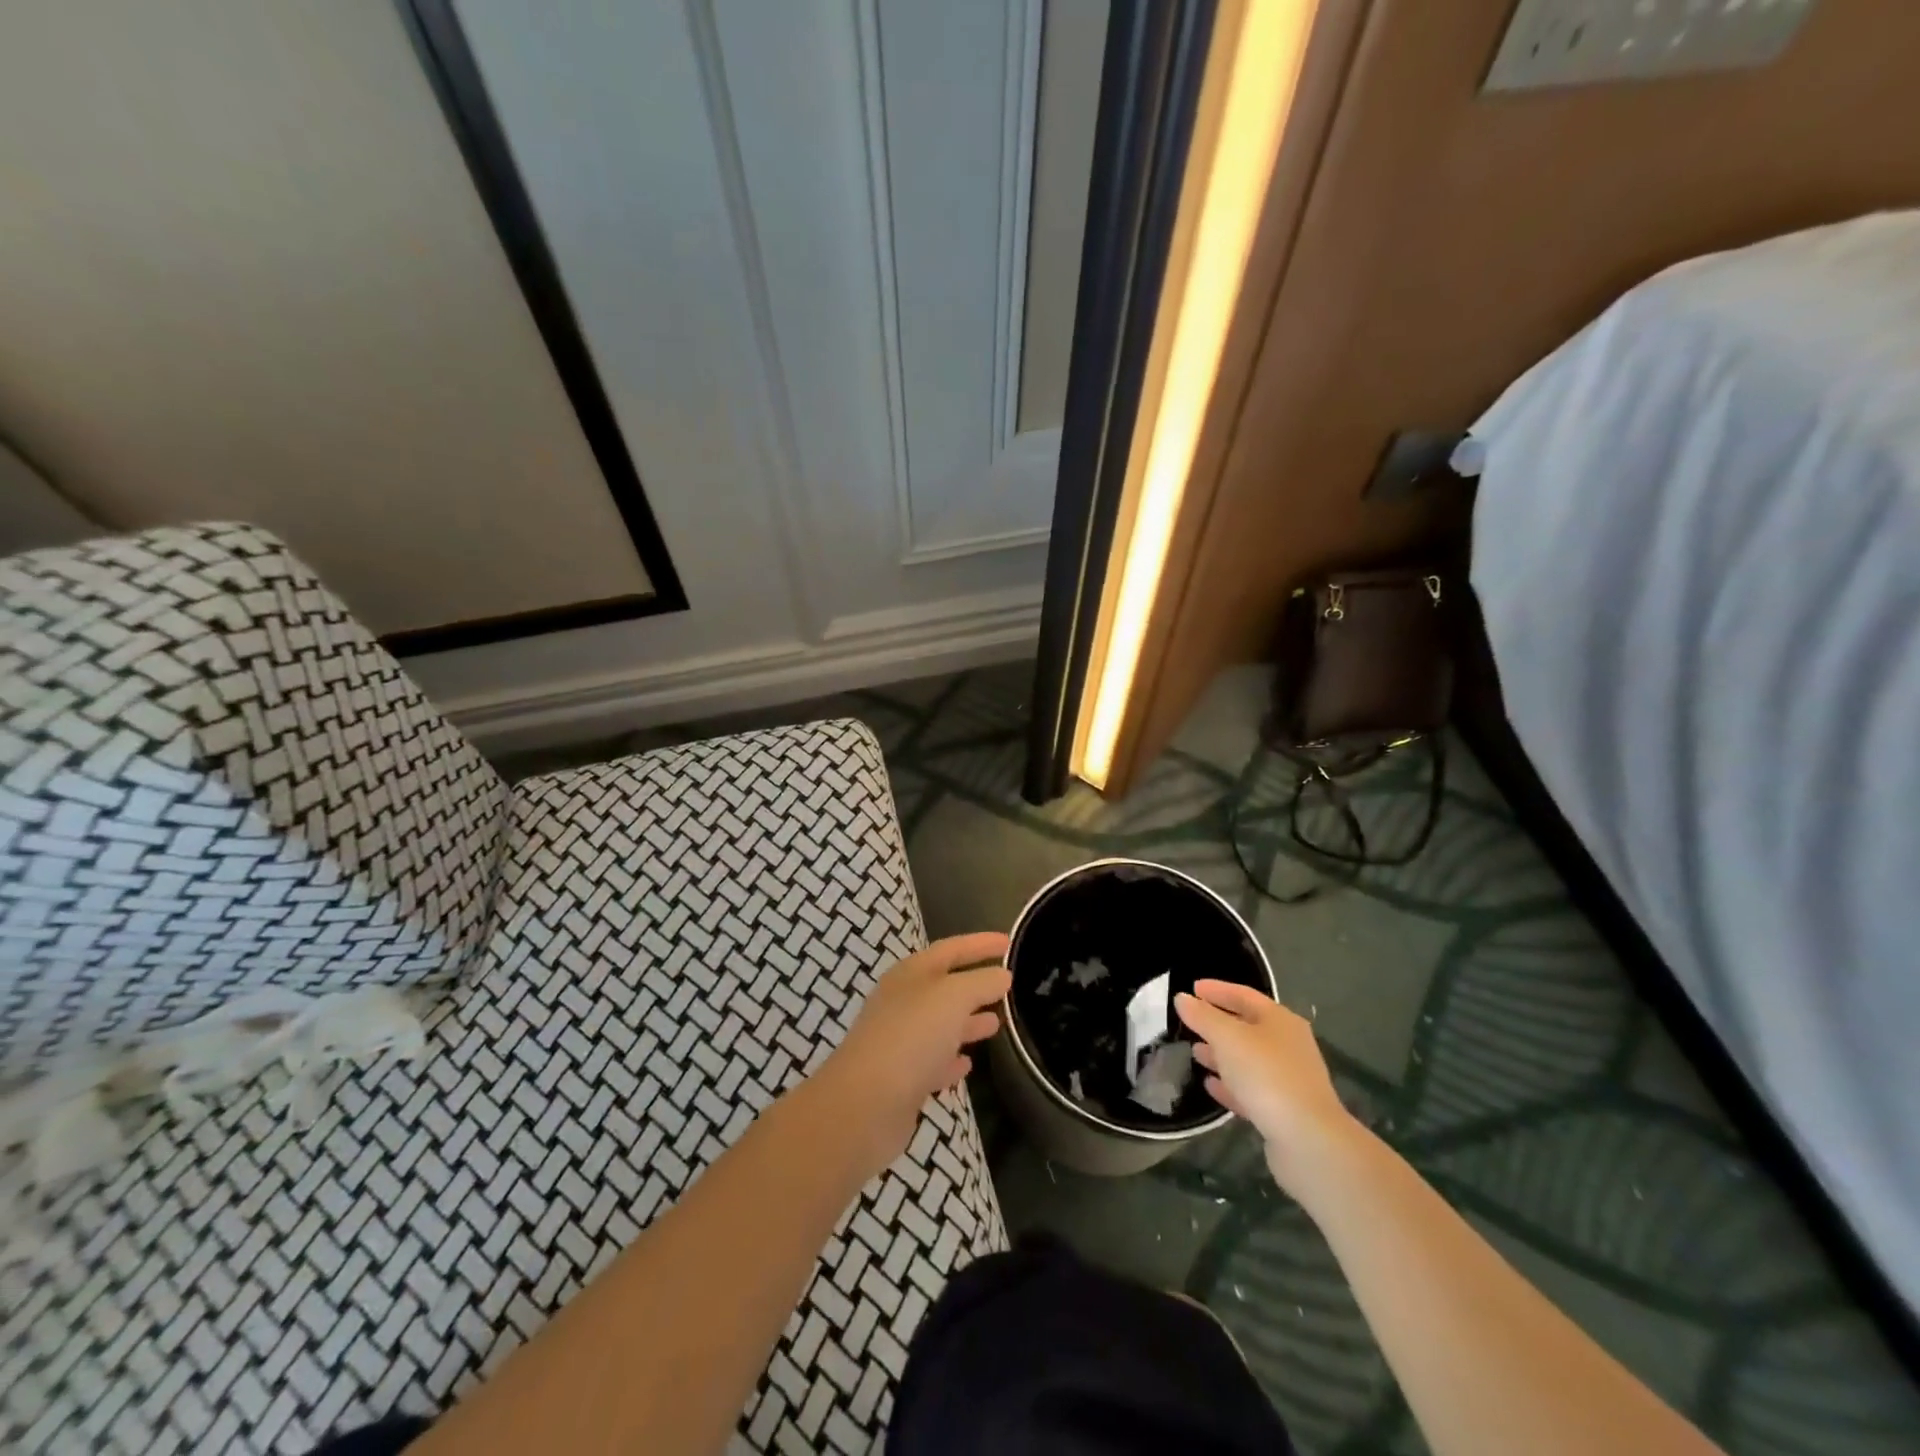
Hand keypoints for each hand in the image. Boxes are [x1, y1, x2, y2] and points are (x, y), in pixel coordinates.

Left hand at [813, 933, 1011, 1175]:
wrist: (865, 1104)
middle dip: (975, 984)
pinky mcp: (902, 1079)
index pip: (951, 949)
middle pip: (945, 986)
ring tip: (996, 1024)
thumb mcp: (953, 997)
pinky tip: (967, 1064)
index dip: (980, 943)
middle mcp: (903, 1002)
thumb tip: (1002, 975)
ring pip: (941, 1025)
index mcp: (911, 974)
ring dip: (967, 1022)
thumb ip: (981, 982)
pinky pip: (933, 1062)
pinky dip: (951, 1060)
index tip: (1009, 941)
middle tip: (1007, 985)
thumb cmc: (912, 1036)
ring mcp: (901, 1041)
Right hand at [1174, 980, 1359, 1195]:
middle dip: (1217, 1023)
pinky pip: (1250, 1089)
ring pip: (1248, 1059)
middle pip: (1247, 1026)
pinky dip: (1230, 1084)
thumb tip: (1183, 998)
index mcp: (1280, 1021)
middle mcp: (1287, 1045)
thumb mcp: (1228, 1038)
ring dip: (1221, 1054)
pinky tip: (1210, 1085)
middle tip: (1190, 1021)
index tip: (1192, 988)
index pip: (1244, 995)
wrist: (1308, 1141)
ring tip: (1195, 1052)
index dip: (1217, 990)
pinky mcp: (1283, 1110)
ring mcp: (1287, 1079)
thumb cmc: (1266, 1075)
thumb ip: (1203, 1017)